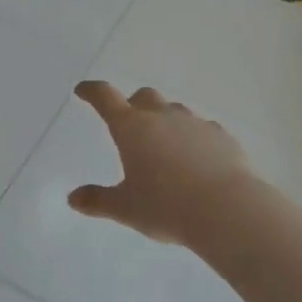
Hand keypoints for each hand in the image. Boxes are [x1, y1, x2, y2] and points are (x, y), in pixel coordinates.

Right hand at [69, 82, 259, 246]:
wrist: (228, 210)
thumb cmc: (166, 207)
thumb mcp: (126, 208)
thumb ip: (98, 201)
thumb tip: (73, 199)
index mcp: (131, 127)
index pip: (105, 97)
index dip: (92, 92)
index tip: (83, 91)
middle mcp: (162, 117)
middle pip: (143, 97)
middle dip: (133, 105)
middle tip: (129, 124)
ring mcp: (195, 123)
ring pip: (174, 110)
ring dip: (165, 120)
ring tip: (164, 146)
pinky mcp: (221, 136)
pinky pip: (202, 129)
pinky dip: (193, 138)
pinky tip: (197, 159)